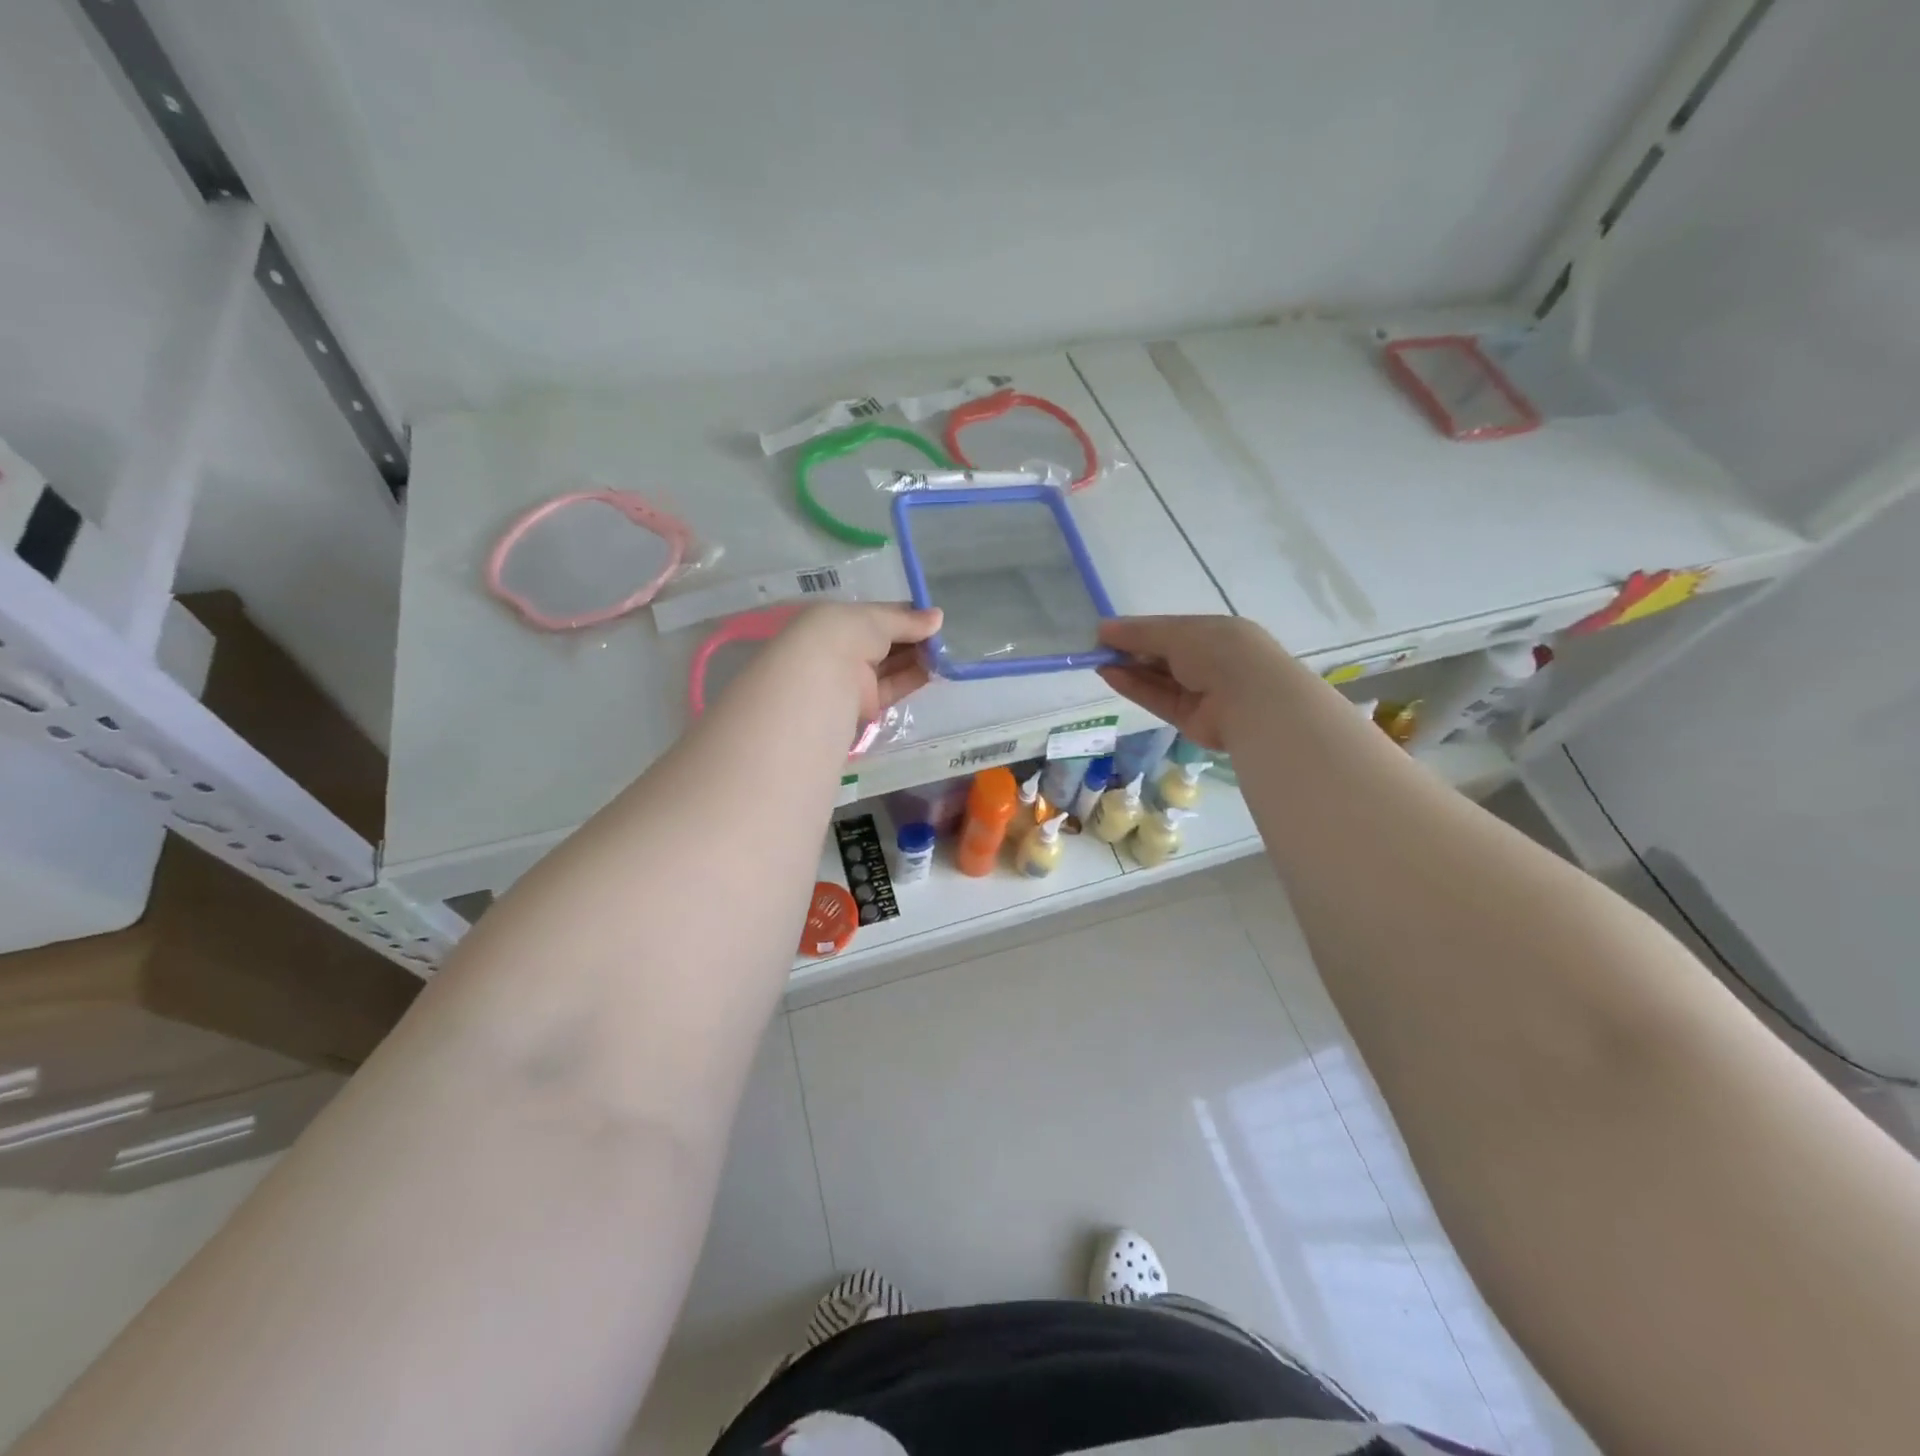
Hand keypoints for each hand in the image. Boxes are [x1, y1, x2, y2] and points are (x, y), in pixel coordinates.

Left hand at [775, 601, 943, 724]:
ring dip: (917, 658)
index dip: (903, 616)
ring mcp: (854, 678)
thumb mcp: (877, 618)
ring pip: (891, 666)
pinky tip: (937, 669)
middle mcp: (844, 649)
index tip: (930, 618)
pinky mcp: (866, 704)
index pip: (875, 617)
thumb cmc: (845, 635)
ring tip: (945, 652)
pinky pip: (893, 688)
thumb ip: (908, 620)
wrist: (825, 680)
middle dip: (913, 638)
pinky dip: (914, 678)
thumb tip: (938, 617)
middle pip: (885, 643)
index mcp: (837, 621)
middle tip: (941, 636)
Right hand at [1097, 615, 1289, 751]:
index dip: (1139, 631)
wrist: (1253, 701)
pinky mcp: (1188, 718)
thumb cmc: (1219, 652)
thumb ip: (1138, 632)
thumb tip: (1102, 628)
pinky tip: (1110, 676)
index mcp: (1214, 633)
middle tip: (1098, 648)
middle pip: (1162, 655)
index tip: (1108, 632)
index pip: (1171, 630)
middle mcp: (1208, 661)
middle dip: (1131, 651)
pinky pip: (1157, 699)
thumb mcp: (1177, 633)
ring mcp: (1199, 692)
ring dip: (1128, 669)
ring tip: (1098, 662)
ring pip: (1157, 679)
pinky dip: (1134, 687)